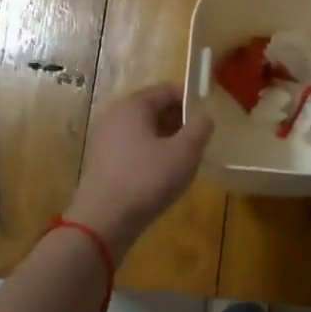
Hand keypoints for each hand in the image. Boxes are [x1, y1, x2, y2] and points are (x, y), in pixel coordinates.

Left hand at [65, 86, 212, 257]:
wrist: (104, 220)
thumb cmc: (147, 179)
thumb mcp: (185, 152)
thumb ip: (200, 128)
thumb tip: (204, 116)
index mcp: (133, 106)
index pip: (166, 91)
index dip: (190, 100)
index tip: (208, 116)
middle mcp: (115, 116)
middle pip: (153, 109)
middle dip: (178, 120)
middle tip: (200, 137)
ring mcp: (105, 140)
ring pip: (143, 130)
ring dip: (166, 138)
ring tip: (185, 156)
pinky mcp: (102, 162)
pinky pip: (132, 147)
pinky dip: (150, 152)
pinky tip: (163, 172)